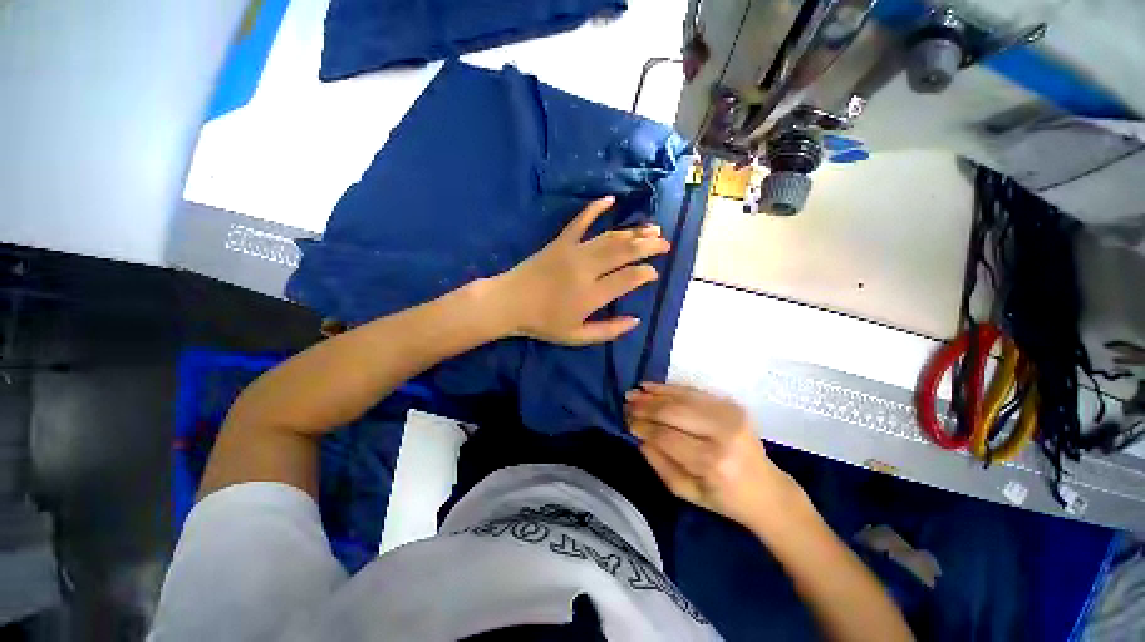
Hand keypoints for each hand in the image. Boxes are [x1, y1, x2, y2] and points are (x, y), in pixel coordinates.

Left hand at [491, 196, 669, 345]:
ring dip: (633, 230)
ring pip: (610, 237)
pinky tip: (610, 200)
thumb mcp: (577, 337)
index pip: (629, 278)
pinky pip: (580, 221)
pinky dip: (595, 208)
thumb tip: (636, 320)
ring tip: (653, 227)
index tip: (654, 273)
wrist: (509, 303)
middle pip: (625, 252)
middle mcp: (587, 269)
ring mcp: (573, 251)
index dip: (646, 273)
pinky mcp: (560, 241)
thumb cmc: (543, 323)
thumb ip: (608, 331)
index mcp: (592, 294)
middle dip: (649, 246)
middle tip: (665, 243)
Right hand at [626, 382, 806, 531]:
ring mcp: (730, 415)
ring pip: (682, 398)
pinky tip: (653, 387)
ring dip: (655, 394)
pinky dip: (671, 388)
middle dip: (646, 407)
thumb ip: (659, 462)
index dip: (643, 426)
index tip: (627, 421)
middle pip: (673, 412)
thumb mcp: (685, 491)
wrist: (767, 490)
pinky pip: (694, 392)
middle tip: (626, 403)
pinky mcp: (732, 405)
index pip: (666, 436)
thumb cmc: (723, 498)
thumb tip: (639, 435)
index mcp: (711, 463)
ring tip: (635, 392)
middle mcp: (722, 434)